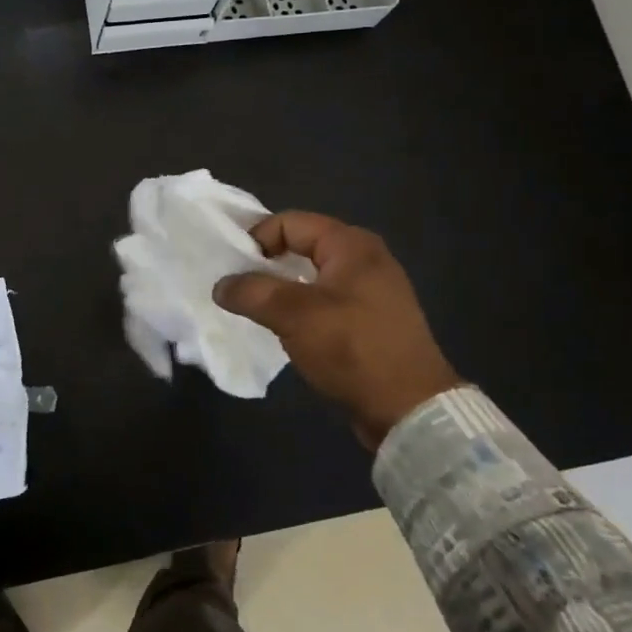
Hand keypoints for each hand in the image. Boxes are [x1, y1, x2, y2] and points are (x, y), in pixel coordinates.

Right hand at [213, 211, 459, 448]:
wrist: (410, 409)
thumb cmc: (352, 349)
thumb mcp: (294, 316)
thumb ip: (252, 292)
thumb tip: (221, 285)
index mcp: (351, 245)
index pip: (290, 222)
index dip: (257, 239)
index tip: (232, 269)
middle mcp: (366, 258)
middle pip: (302, 245)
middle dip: (267, 263)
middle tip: (240, 287)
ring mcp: (373, 290)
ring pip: (313, 275)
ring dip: (283, 288)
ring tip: (258, 309)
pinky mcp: (373, 319)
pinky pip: (327, 300)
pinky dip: (303, 307)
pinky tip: (288, 330)